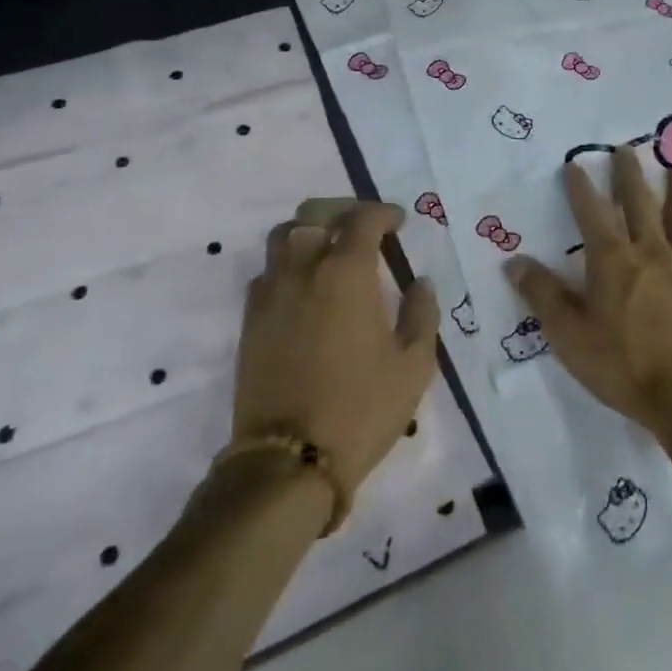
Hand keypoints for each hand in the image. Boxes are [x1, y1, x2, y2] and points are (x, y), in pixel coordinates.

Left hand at [236, 200, 439, 491]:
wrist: (288, 460)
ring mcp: (271, 293)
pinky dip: (286, 265)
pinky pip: (266, 272)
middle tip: (363, 227)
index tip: (398, 222)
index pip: (363, 218)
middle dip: (342, 210)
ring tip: (329, 249)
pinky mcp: (249, 320)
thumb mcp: (413, 365)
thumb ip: (422, 314)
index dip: (383, 212)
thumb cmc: (361, 409)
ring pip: (283, 236)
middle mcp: (304, 269)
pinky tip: (303, 287)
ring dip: (309, 230)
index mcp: (346, 272)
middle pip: (315, 213)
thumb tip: (420, 282)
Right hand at [506, 146, 671, 432]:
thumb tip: (515, 261)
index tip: (575, 164)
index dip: (580, 188)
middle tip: (627, 148)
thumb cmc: (623, 366)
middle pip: (639, 204)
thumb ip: (542, 295)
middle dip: (630, 174)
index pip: (591, 214)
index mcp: (612, 261)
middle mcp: (650, 253)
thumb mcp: (569, 335)